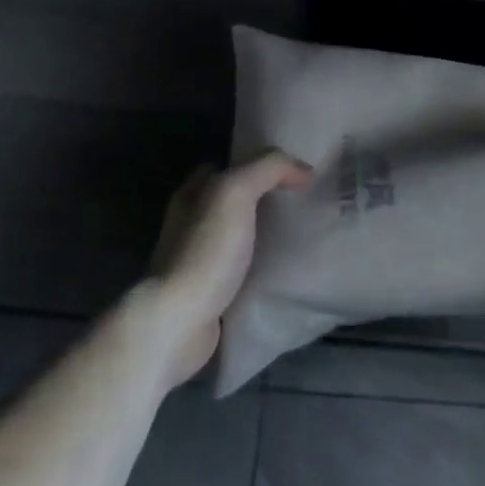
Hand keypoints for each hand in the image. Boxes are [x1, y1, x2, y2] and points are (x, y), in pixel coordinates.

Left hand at [139, 150, 312, 389]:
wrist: (179, 323)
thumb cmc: (205, 250)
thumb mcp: (237, 191)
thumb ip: (269, 168)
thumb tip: (305, 170)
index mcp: (192, 194)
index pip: (224, 165)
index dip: (255, 161)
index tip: (290, 168)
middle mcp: (190, 223)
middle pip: (233, 200)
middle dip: (263, 197)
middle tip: (302, 199)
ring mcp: (198, 260)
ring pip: (238, 234)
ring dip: (264, 232)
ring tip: (302, 232)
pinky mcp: (210, 293)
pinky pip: (242, 268)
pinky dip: (261, 265)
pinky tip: (284, 267)